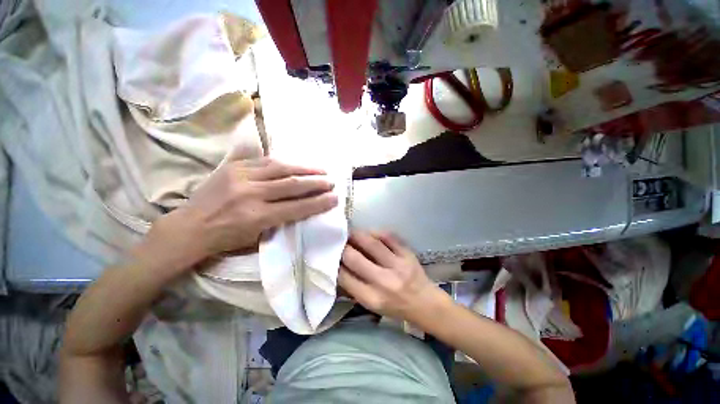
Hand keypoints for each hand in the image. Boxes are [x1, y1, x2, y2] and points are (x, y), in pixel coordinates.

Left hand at [155, 158, 337, 266]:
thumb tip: (303, 207)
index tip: (334, 198)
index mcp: (257, 217)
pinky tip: (297, 164)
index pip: (297, 207)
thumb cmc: (226, 239)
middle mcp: (251, 194)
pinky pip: (265, 161)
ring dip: (304, 169)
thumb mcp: (256, 238)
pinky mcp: (233, 167)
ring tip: (320, 170)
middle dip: (316, 183)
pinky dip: (285, 163)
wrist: (189, 227)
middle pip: (292, 185)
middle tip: (331, 182)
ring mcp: (241, 177)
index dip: (319, 202)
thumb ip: (281, 221)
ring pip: (281, 168)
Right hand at [339, 231, 443, 321]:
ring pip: (372, 243)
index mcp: (372, 299)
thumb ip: (354, 287)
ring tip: (350, 232)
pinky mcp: (407, 254)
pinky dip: (376, 232)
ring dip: (357, 235)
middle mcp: (384, 282)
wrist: (425, 303)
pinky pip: (389, 237)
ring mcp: (398, 265)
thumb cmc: (395, 307)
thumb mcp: (372, 305)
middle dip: (342, 247)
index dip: (334, 264)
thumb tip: (338, 267)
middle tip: (337, 240)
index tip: (330, 256)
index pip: (345, 278)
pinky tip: (369, 232)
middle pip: (355, 258)